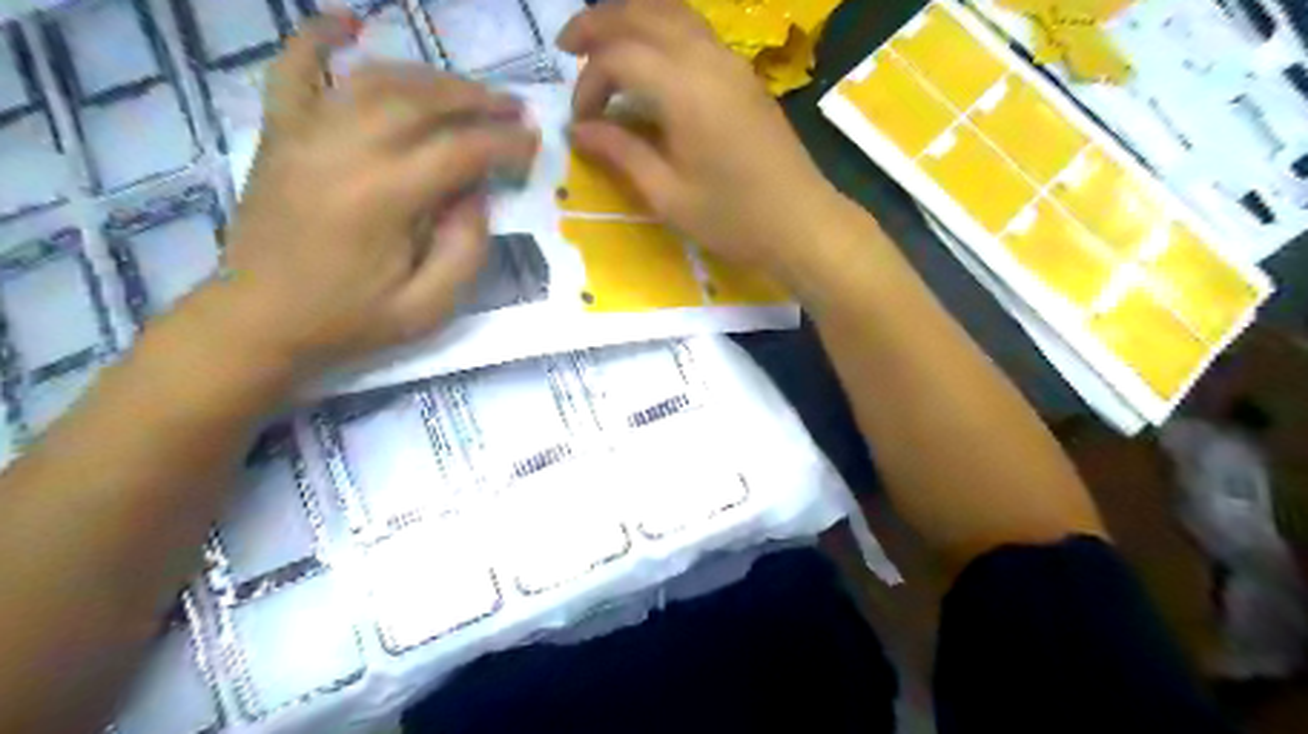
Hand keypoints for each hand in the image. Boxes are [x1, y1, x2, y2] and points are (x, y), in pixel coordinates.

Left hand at [216, 16, 542, 374]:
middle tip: (513, 107)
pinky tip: (348, 22)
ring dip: (429, 77)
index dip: (505, 143)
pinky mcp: (279, 132)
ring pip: (375, 80)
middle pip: (422, 102)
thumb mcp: (429, 308)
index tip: (534, 143)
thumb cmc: (350, 321)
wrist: (259, 321)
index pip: (460, 151)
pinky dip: (318, 37)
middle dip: (477, 100)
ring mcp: (304, 133)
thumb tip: (476, 194)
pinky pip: (294, 68)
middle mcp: (344, 149)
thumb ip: (466, 250)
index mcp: (383, 198)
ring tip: (465, 90)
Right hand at [557, 0, 842, 272]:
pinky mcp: (744, 75)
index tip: (580, 122)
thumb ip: (621, 153)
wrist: (801, 222)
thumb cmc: (733, 218)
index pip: (619, 56)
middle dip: (599, 24)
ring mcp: (731, 62)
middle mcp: (707, 59)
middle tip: (567, 49)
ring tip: (603, 45)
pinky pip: (695, 31)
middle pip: (643, 14)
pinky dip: (662, 31)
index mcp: (685, 89)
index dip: (589, 83)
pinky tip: (650, 60)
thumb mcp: (668, 195)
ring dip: (631, 19)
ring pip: (672, 13)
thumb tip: (578, 130)